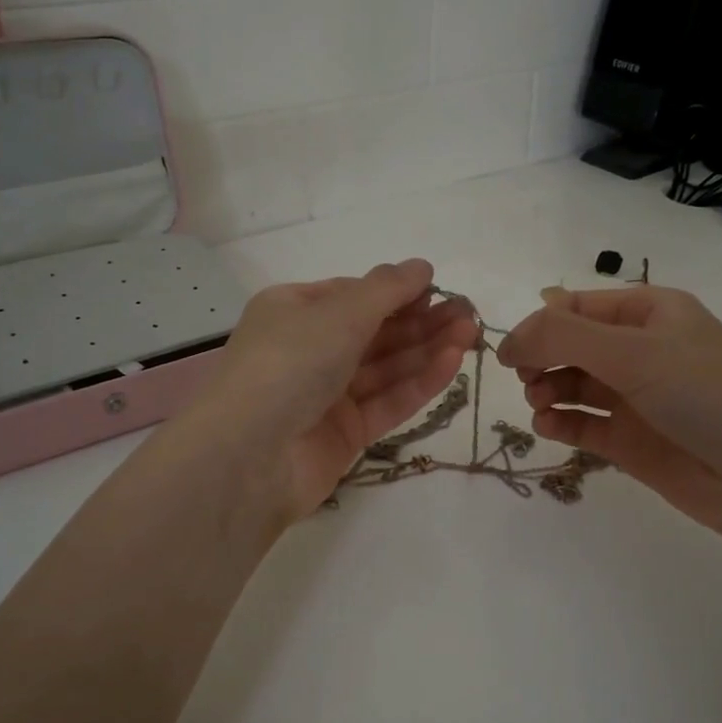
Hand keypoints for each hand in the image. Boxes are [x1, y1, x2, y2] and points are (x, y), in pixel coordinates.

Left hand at [191, 259, 479, 520]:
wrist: (251, 456)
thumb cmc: (290, 363)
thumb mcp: (339, 313)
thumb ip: (386, 289)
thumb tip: (421, 266)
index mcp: (293, 311)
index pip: (353, 296)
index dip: (397, 292)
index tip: (439, 289)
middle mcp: (308, 350)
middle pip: (374, 332)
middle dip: (421, 321)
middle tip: (468, 314)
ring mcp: (326, 395)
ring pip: (385, 367)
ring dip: (427, 349)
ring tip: (470, 334)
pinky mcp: (344, 434)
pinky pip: (387, 401)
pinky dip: (418, 383)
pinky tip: (452, 364)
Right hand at [496, 285, 721, 555]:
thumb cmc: (706, 394)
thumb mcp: (634, 351)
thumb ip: (563, 338)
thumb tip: (509, 339)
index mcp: (650, 312)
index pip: (578, 306)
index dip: (541, 324)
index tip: (511, 351)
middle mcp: (641, 350)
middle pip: (571, 345)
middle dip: (542, 358)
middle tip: (528, 379)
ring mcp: (637, 398)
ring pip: (574, 384)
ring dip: (548, 390)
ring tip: (540, 404)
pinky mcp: (633, 442)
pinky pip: (585, 424)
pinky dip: (561, 423)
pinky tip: (549, 427)